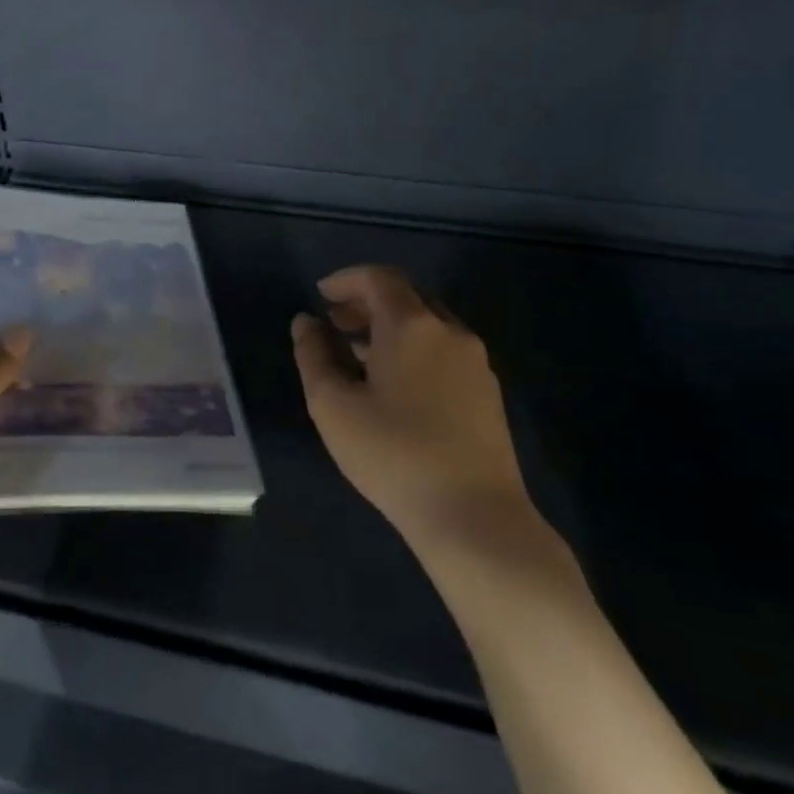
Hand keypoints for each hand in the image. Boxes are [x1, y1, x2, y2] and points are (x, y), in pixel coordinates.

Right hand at [292, 265, 538, 556]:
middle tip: (335, 322)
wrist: (474, 515)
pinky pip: (444, 350)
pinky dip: (413, 348)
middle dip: (367, 301)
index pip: (379, 278)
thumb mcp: (333, 405)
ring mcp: (475, 362)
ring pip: (428, 324)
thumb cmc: (392, 454)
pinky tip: (395, 384)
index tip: (320, 295)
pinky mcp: (488, 392)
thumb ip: (313, 355)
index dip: (346, 280)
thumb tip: (306, 322)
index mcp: (411, 325)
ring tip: (358, 353)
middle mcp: (449, 332)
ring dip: (390, 326)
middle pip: (406, 296)